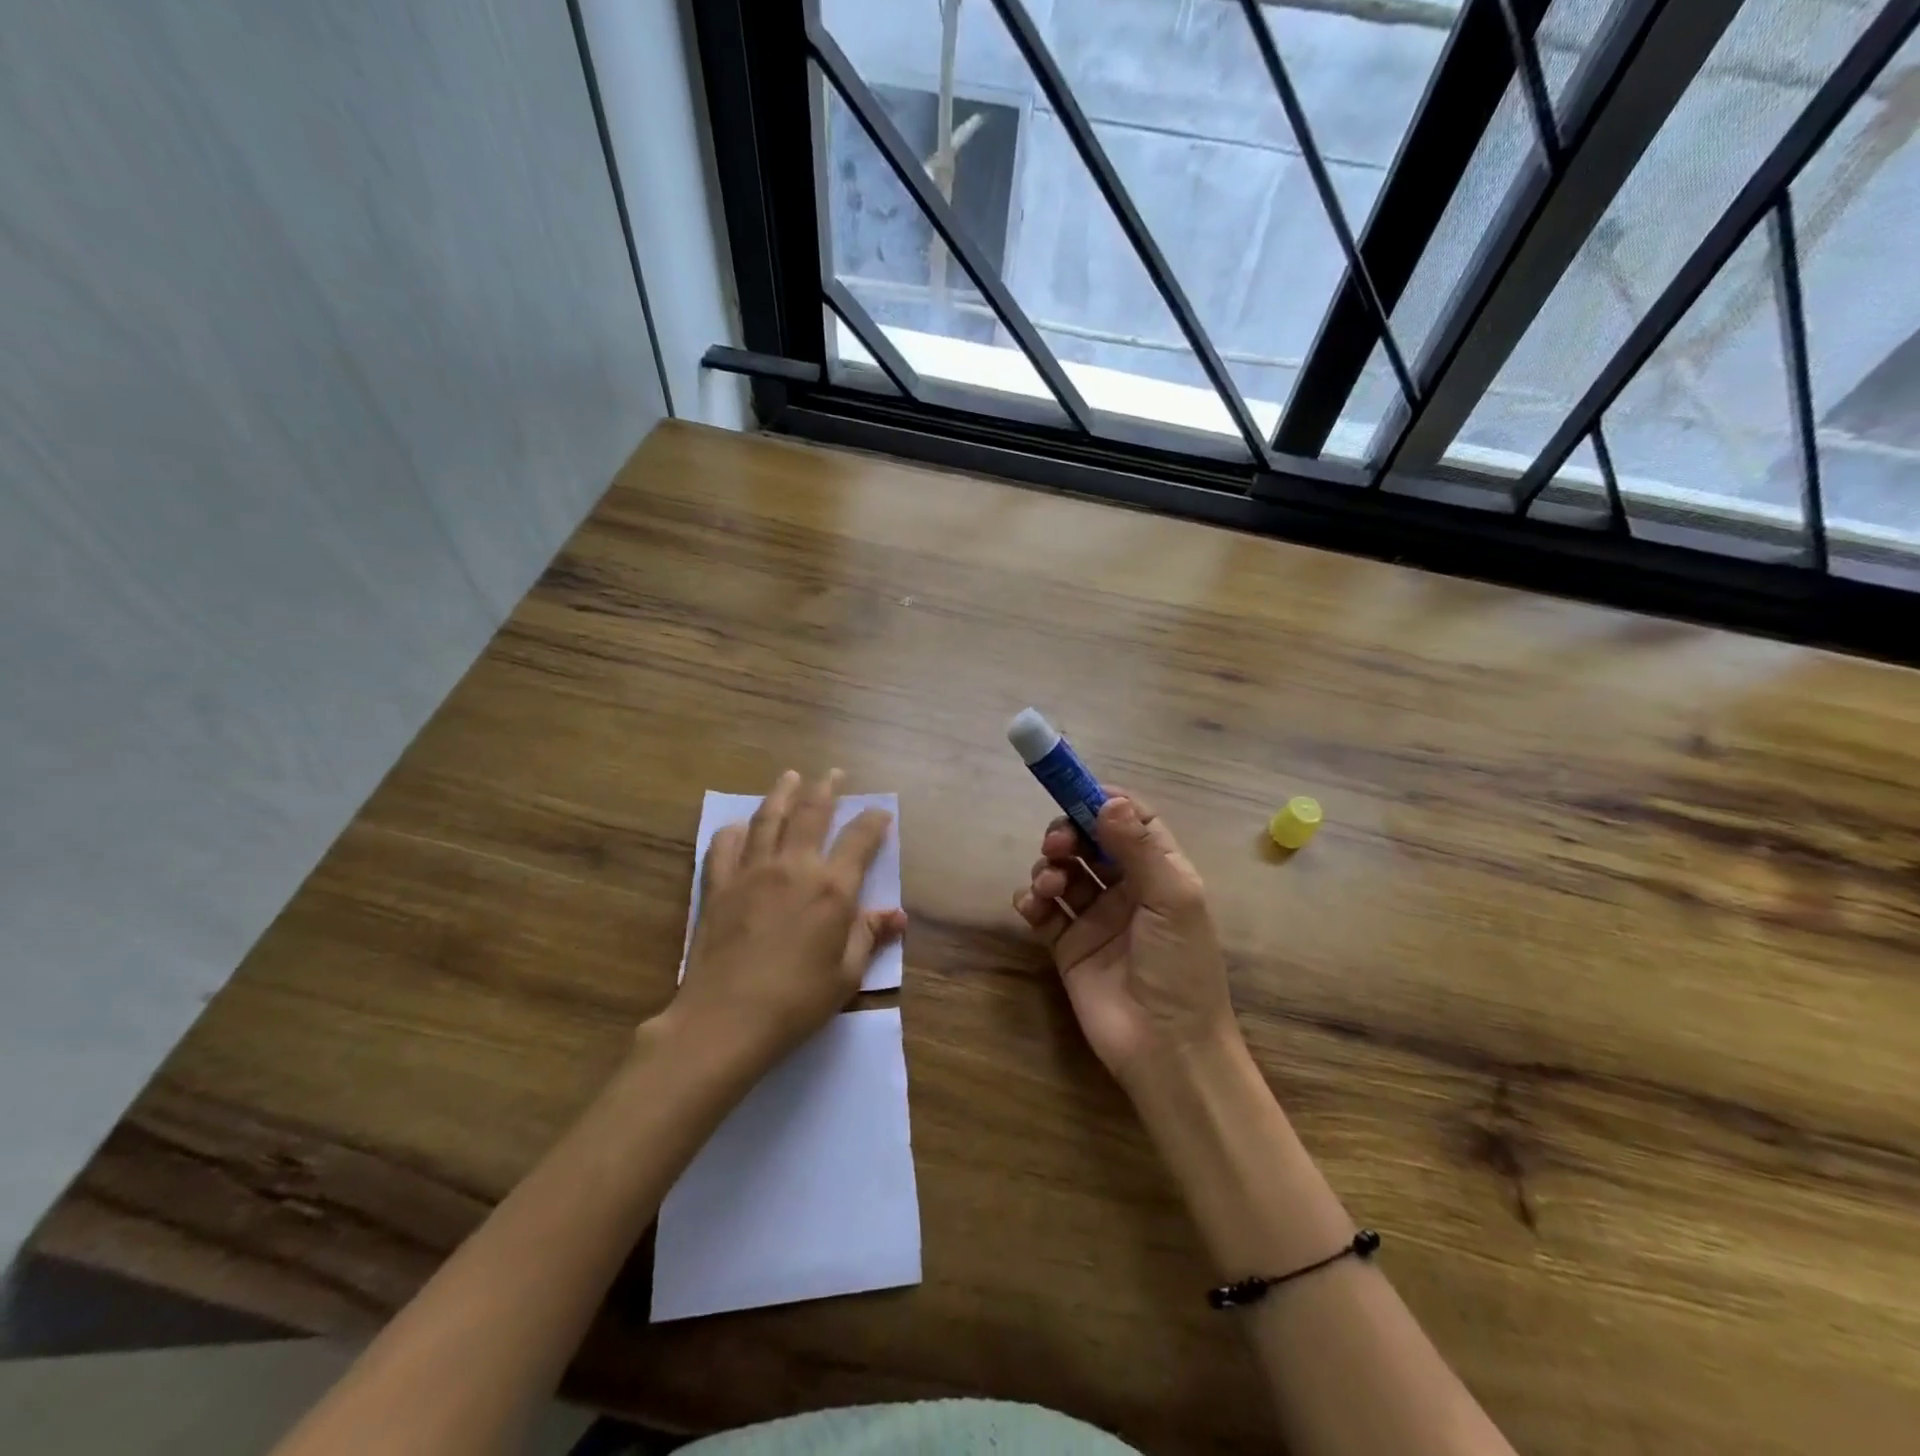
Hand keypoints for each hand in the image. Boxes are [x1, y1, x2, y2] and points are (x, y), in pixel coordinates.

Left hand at [665, 769, 905, 1074]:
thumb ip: (868, 936)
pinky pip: (725, 847)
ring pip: (768, 818)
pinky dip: (734, 832)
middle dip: (826, 789)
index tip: (881, 812)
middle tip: (834, 773)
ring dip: (782, 793)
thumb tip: (897, 915)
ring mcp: (752, 872)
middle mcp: (794, 867)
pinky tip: (738, 827)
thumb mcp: (846, 975)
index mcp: (832, 888)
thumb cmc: (797, 1002)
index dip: (874, 820)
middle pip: (811, 814)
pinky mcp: (719, 887)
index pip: (860, 839)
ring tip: (790, 776)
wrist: (726, 1019)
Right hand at [1013, 794, 1240, 1090]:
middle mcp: (1126, 889)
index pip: (1131, 821)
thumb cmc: (1180, 967)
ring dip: (1050, 866)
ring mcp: (1095, 918)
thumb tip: (1108, 798)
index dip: (1103, 802)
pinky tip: (1031, 905)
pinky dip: (1031, 899)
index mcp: (1160, 873)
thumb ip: (1139, 847)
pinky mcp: (1068, 946)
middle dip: (1068, 834)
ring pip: (1063, 871)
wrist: (1165, 1048)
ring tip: (1050, 885)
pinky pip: (1043, 910)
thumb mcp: (1172, 899)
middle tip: (1056, 844)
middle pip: (1089, 842)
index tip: (1074, 791)